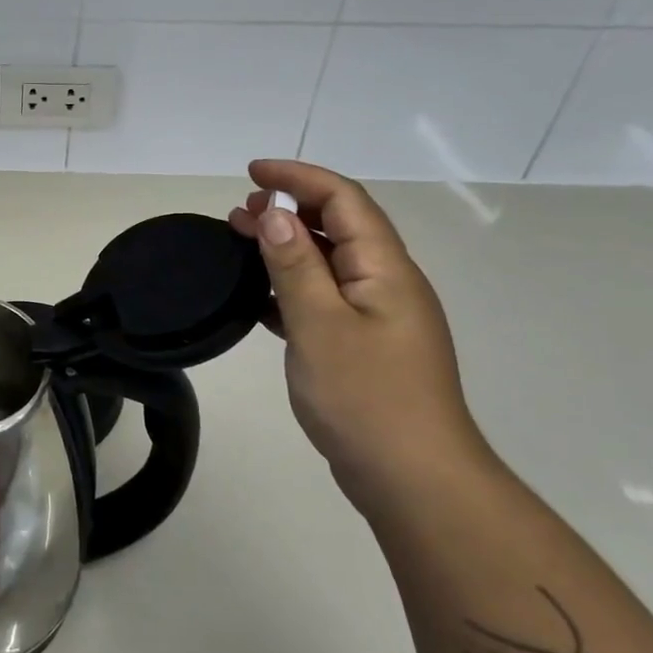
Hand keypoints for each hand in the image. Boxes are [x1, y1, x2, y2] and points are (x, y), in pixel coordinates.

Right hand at [227, 160, 485, 495]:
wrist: (413, 480)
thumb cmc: (366, 397)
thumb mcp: (320, 325)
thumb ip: (295, 267)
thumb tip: (276, 215)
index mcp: (384, 269)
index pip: (344, 200)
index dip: (299, 177)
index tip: (252, 173)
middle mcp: (386, 284)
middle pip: (338, 226)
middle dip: (290, 209)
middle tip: (238, 212)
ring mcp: (377, 318)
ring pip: (329, 263)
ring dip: (287, 247)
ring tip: (241, 242)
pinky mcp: (364, 347)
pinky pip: (324, 299)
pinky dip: (291, 287)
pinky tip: (260, 299)